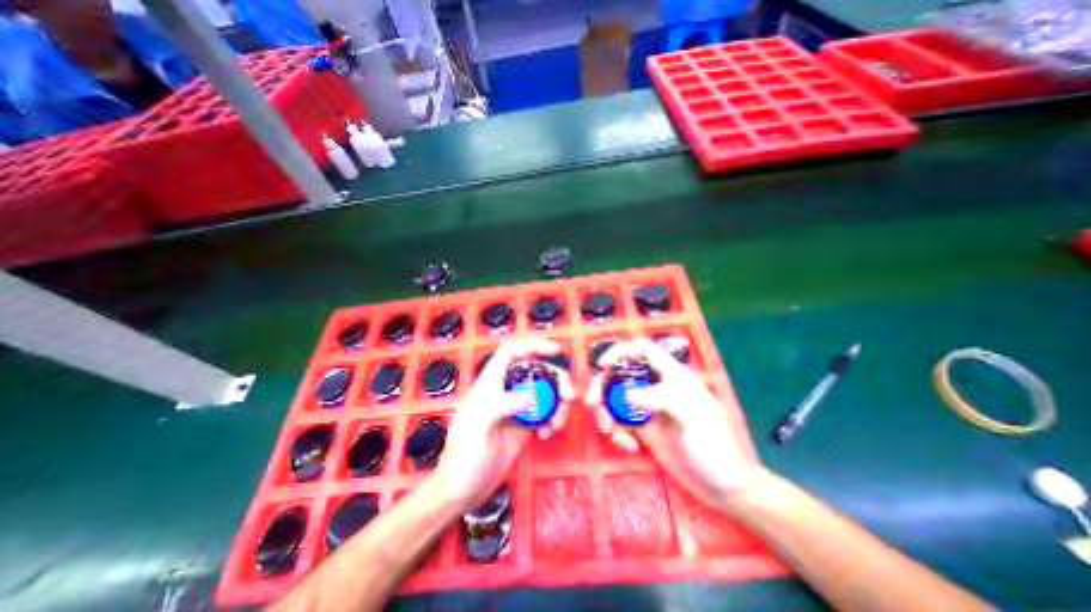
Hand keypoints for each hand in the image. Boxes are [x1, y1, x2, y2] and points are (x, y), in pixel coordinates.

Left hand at [430, 338, 572, 513]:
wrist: (461, 493)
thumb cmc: (462, 459)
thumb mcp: (476, 428)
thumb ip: (501, 406)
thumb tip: (532, 395)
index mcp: (489, 385)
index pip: (510, 353)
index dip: (531, 346)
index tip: (554, 351)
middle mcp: (505, 392)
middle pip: (535, 372)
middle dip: (555, 379)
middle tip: (569, 395)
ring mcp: (516, 410)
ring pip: (544, 393)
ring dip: (557, 403)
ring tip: (557, 423)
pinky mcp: (523, 427)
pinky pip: (545, 414)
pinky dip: (552, 419)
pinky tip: (547, 434)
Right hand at [590, 340, 764, 507]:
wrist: (724, 487)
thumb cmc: (714, 446)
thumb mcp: (692, 417)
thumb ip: (660, 399)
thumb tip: (625, 396)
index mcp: (672, 376)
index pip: (643, 350)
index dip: (621, 351)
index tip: (602, 365)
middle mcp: (657, 388)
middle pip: (622, 375)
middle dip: (603, 386)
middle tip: (591, 403)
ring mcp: (649, 410)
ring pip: (617, 400)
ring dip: (606, 413)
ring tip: (609, 432)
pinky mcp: (644, 431)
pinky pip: (621, 423)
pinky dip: (617, 432)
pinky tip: (629, 447)